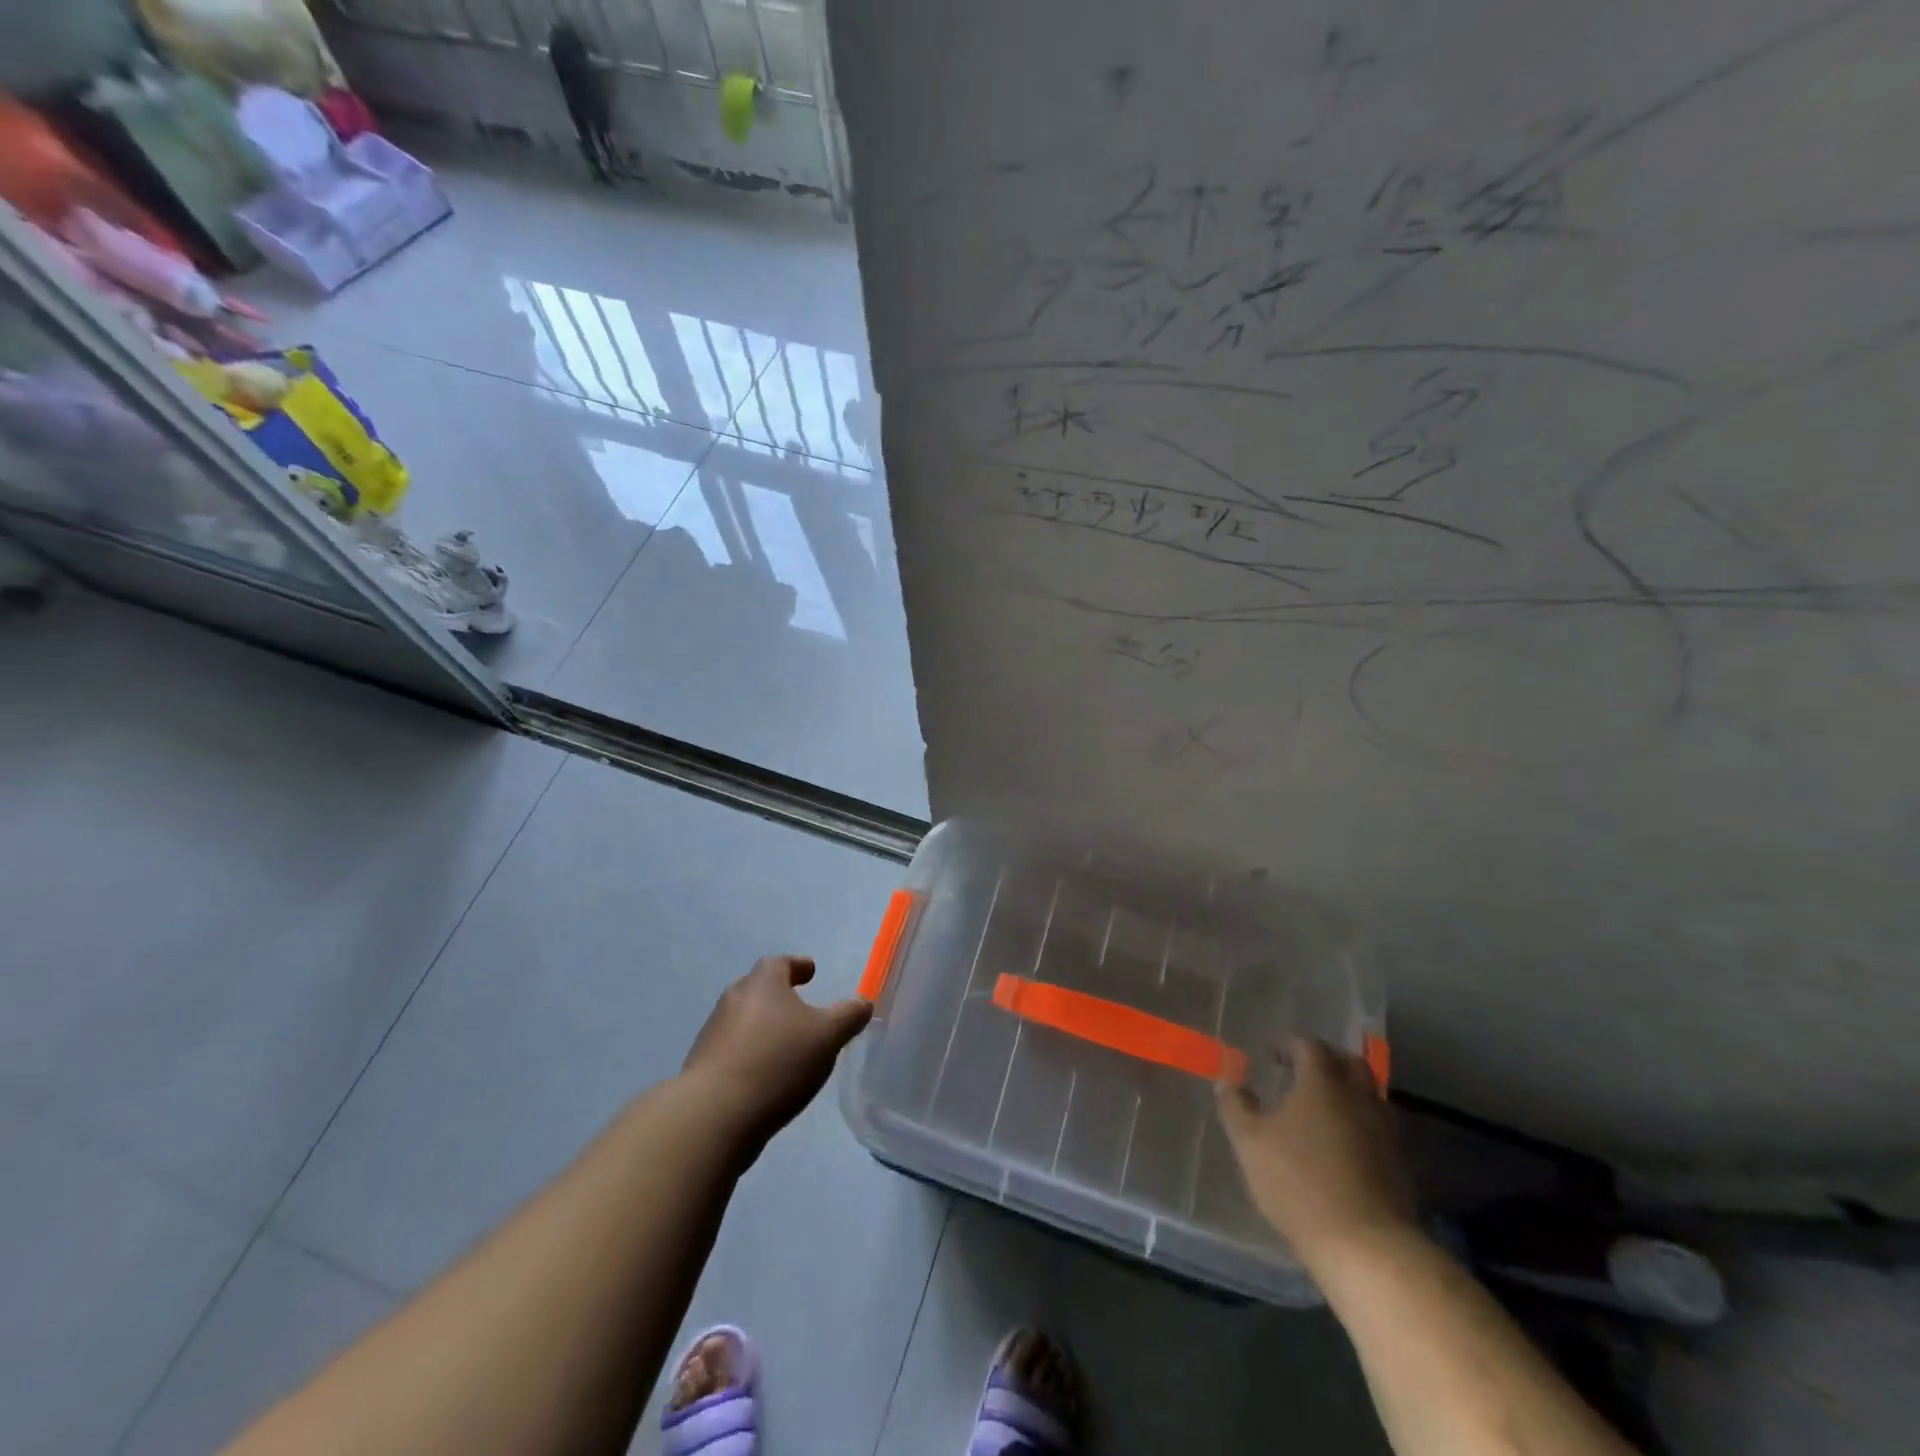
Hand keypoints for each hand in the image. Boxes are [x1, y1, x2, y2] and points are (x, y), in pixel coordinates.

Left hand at [682, 955, 872, 1154]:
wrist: (714, 1114)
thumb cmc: (777, 1062)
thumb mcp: (827, 1037)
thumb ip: (848, 1016)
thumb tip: (865, 1002)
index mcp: (763, 983)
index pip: (779, 963)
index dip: (797, 966)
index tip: (811, 973)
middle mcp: (734, 999)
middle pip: (758, 988)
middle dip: (778, 995)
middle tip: (799, 1008)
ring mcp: (713, 1032)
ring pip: (743, 1019)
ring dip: (763, 1027)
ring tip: (785, 1046)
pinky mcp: (702, 1066)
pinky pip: (732, 1049)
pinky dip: (749, 1053)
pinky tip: (765, 1075)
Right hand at [1216, 1037, 1417, 1273]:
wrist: (1367, 1247)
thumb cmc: (1299, 1183)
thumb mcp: (1250, 1142)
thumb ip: (1236, 1106)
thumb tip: (1227, 1080)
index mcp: (1322, 1082)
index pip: (1308, 1045)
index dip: (1287, 1044)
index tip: (1270, 1052)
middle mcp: (1358, 1096)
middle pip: (1348, 1062)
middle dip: (1323, 1060)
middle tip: (1300, 1070)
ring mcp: (1384, 1130)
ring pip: (1367, 1093)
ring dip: (1345, 1090)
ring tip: (1319, 1106)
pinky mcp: (1399, 1163)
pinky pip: (1377, 1124)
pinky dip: (1358, 1120)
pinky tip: (1340, 1141)